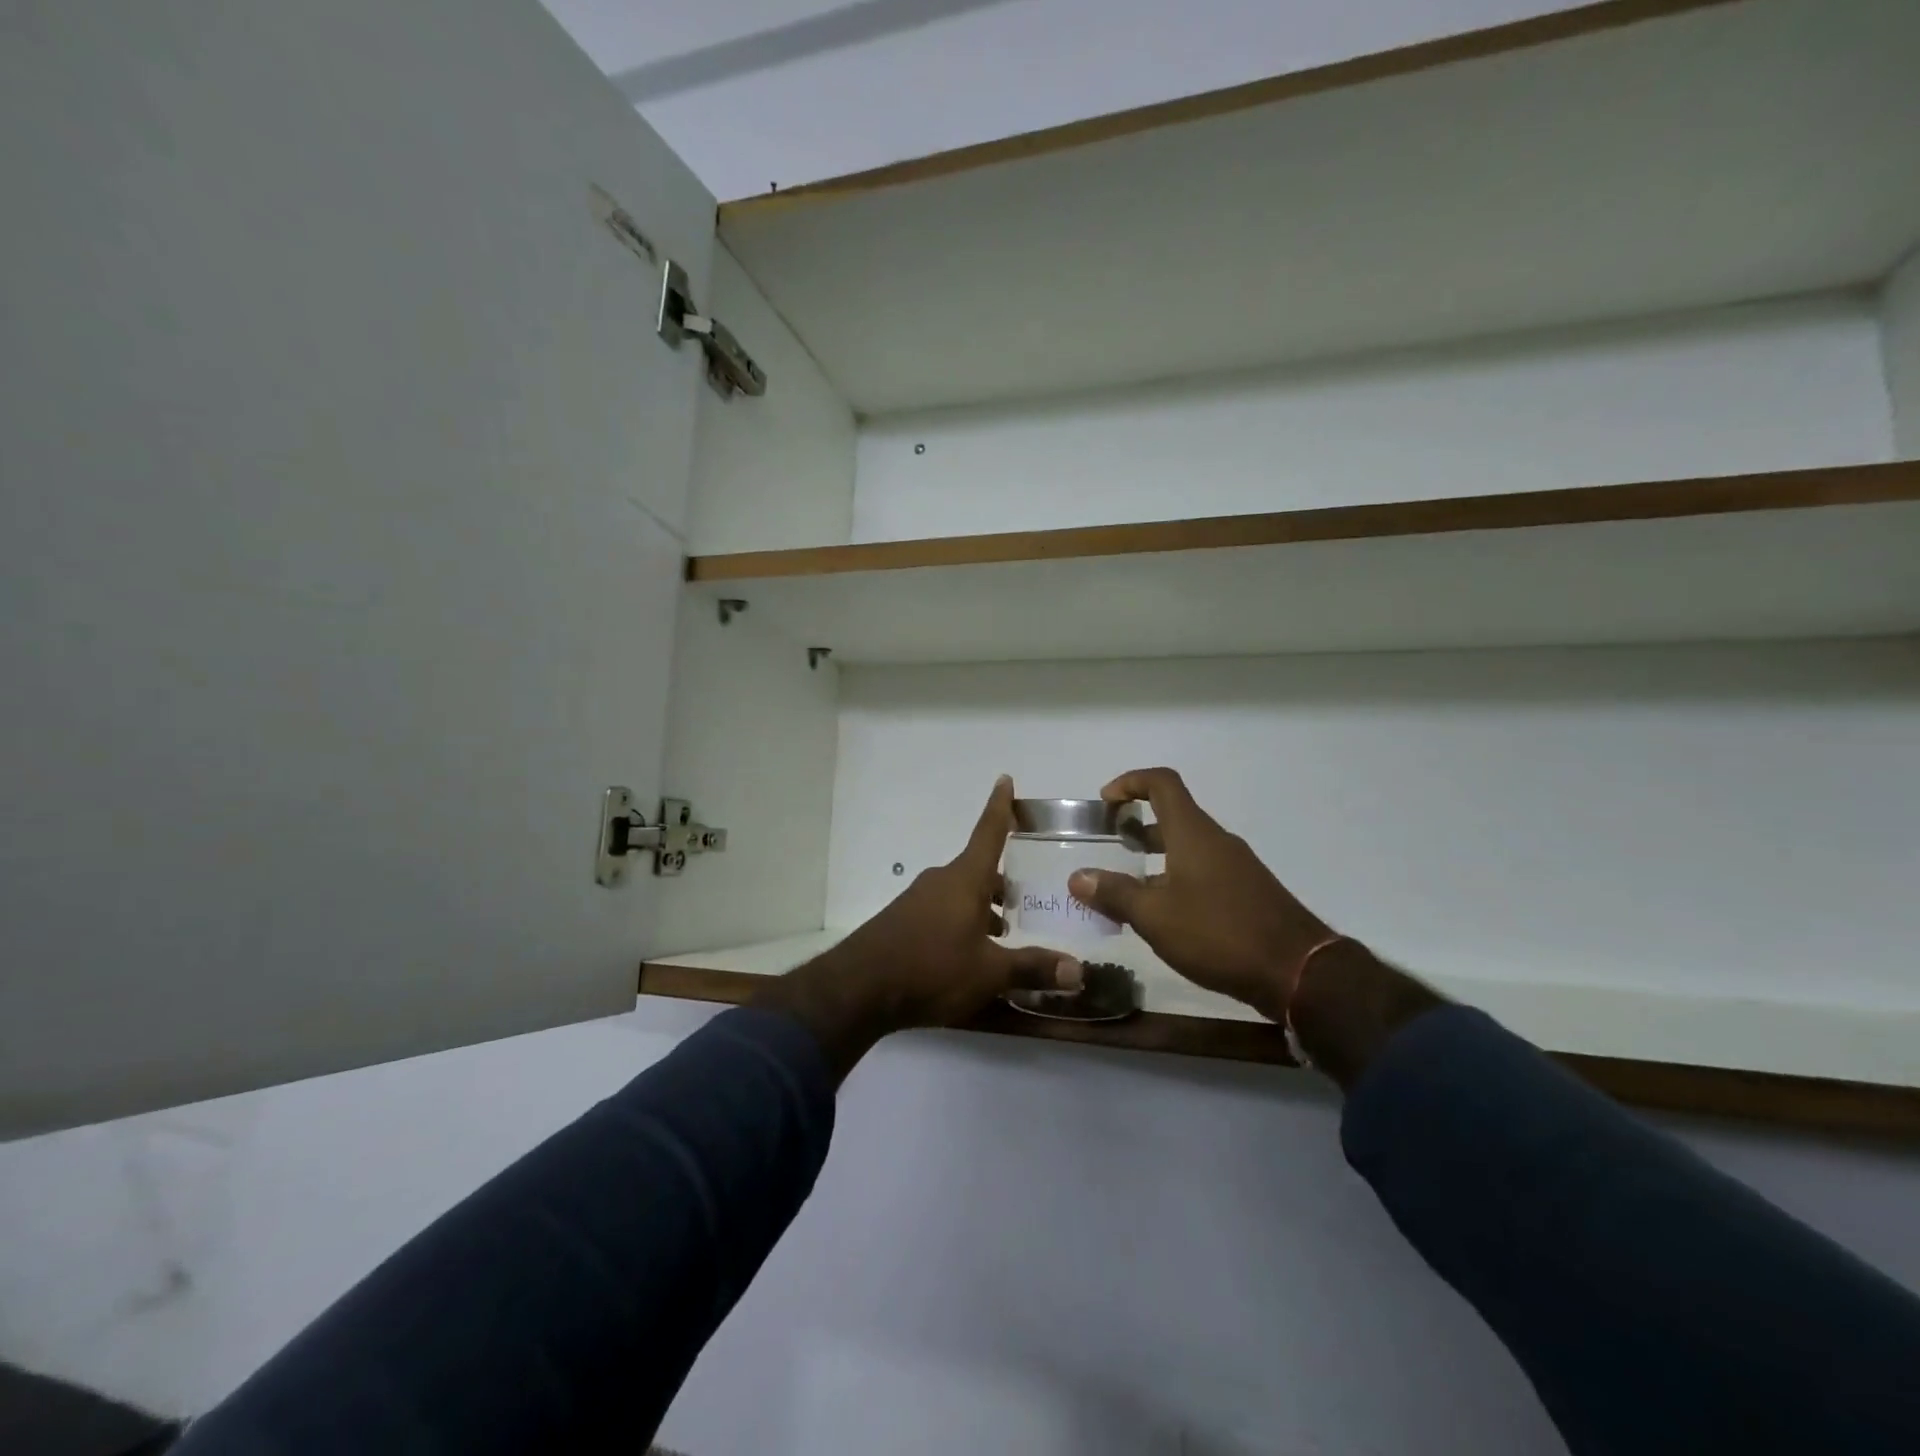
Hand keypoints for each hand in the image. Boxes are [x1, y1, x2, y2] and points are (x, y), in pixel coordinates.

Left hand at [754, 776, 1081, 1077]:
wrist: (859, 989)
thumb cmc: (932, 968)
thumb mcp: (988, 973)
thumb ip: (1032, 968)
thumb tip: (1077, 970)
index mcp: (965, 879)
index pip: (989, 833)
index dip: (1000, 807)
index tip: (1005, 779)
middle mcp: (942, 881)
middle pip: (979, 871)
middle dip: (1004, 883)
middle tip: (1031, 899)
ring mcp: (918, 900)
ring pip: (961, 894)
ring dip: (983, 908)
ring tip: (1006, 935)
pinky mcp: (903, 922)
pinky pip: (942, 913)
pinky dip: (962, 923)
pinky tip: (971, 954)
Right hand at [1067, 767, 1332, 1019]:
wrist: (1298, 971)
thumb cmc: (1219, 933)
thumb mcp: (1155, 916)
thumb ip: (1115, 894)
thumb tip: (1077, 878)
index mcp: (1192, 833)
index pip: (1162, 783)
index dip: (1130, 782)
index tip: (1106, 802)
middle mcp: (1215, 840)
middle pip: (1173, 815)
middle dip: (1137, 825)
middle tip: (1109, 846)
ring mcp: (1235, 866)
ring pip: (1187, 847)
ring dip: (1155, 856)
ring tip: (1127, 887)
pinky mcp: (1247, 892)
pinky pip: (1203, 871)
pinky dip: (1176, 879)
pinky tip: (1163, 915)